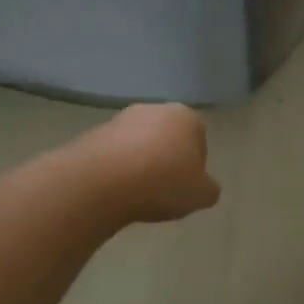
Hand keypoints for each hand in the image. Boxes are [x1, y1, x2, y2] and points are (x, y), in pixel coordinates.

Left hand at [83, 103, 221, 223]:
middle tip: (163, 190)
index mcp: (187, 117)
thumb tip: (203, 187)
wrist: (103, 181)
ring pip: (139, 145)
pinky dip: (117, 169)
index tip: (186, 188)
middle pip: (167, 138)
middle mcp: (155, 109)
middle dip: (166, 161)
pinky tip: (115, 190)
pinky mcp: (94, 133)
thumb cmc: (164, 182)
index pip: (199, 140)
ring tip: (137, 193)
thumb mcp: (202, 195)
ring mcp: (121, 118)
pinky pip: (114, 154)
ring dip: (140, 164)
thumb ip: (208, 189)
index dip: (194, 167)